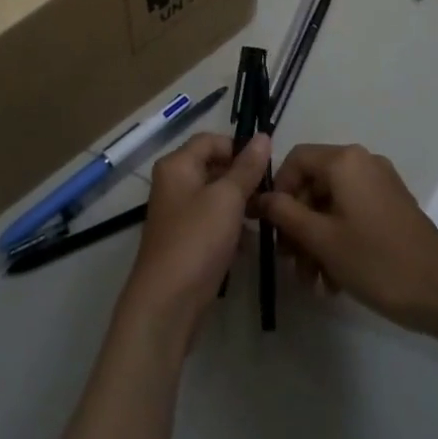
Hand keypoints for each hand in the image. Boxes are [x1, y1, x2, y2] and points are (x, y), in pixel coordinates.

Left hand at [120, 132, 271, 343]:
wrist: (167, 302)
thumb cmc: (197, 240)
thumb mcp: (227, 198)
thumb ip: (247, 167)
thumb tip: (263, 136)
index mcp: (177, 165)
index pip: (211, 140)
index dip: (239, 148)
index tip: (267, 166)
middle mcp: (173, 183)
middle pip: (213, 167)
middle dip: (242, 178)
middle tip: (270, 194)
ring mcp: (178, 213)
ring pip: (215, 196)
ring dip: (239, 204)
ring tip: (264, 217)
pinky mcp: (185, 240)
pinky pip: (212, 222)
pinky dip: (230, 228)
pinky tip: (247, 244)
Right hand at [255, 143, 437, 328]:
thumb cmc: (377, 262)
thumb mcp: (322, 239)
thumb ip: (285, 213)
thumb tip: (258, 198)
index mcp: (345, 161)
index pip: (295, 160)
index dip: (277, 191)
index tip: (271, 227)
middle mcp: (363, 163)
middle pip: (313, 185)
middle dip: (297, 225)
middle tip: (290, 263)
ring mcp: (381, 185)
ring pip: (331, 205)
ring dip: (315, 240)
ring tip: (312, 281)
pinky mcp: (392, 208)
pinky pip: (352, 215)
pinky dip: (337, 241)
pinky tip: (333, 281)